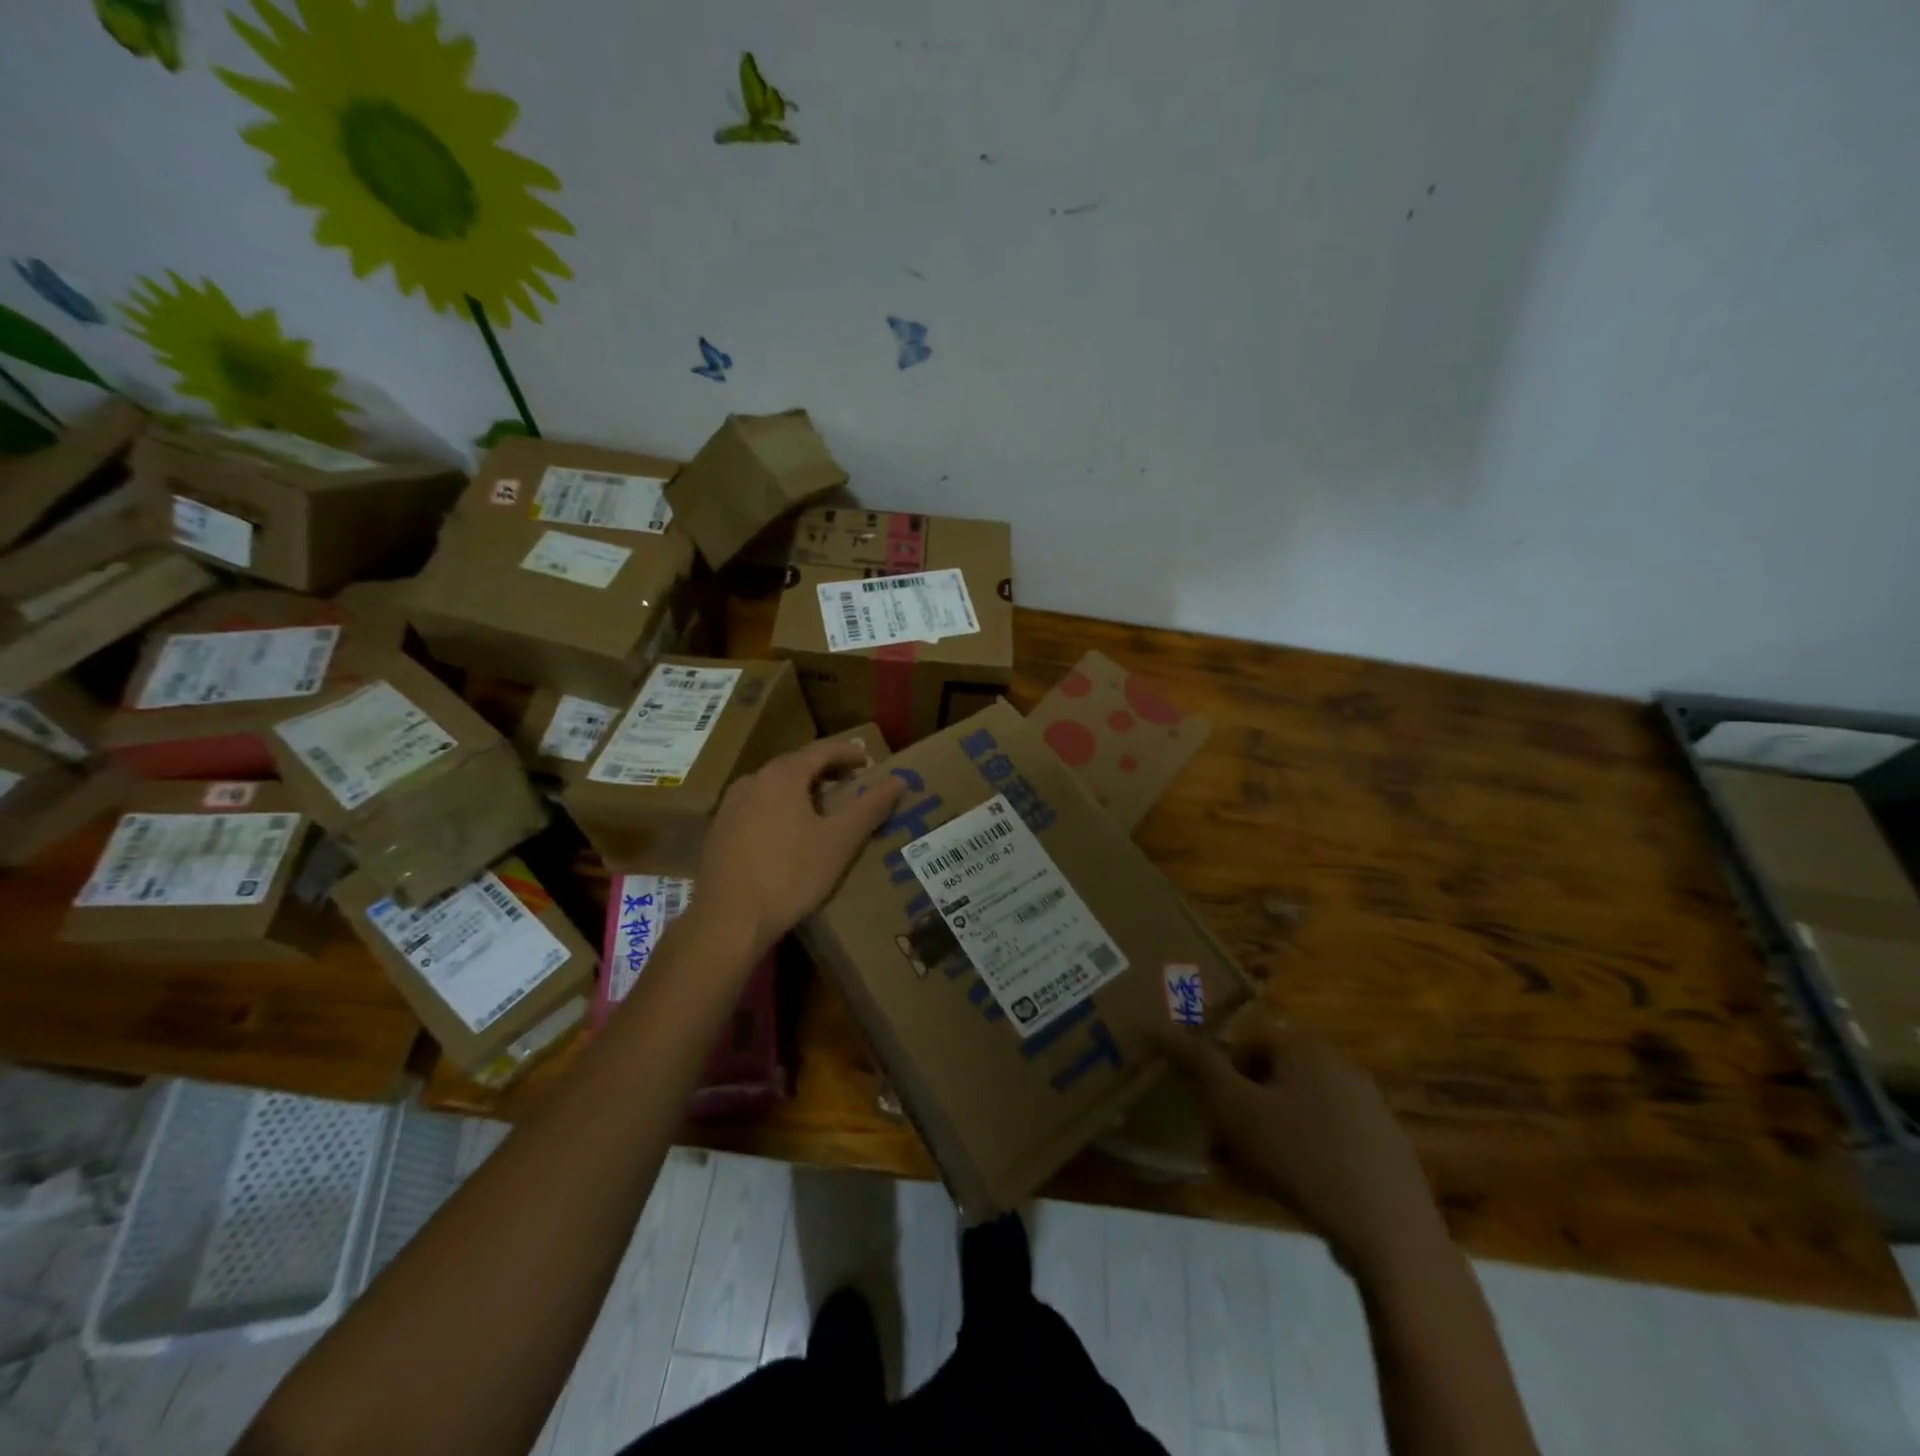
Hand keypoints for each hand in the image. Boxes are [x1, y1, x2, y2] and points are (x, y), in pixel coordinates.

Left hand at [695, 738, 905, 958]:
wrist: (728, 920)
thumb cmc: (790, 875)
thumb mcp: (840, 841)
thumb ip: (870, 807)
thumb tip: (899, 780)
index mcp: (781, 776)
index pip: (821, 750)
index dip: (848, 752)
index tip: (868, 760)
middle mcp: (752, 781)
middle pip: (795, 765)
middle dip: (825, 770)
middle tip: (850, 783)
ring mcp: (730, 806)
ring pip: (774, 786)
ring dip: (801, 789)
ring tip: (823, 807)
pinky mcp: (719, 831)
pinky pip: (757, 806)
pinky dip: (780, 807)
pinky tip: (789, 832)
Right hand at [1158, 1026, 1447, 1275]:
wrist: (1392, 1235)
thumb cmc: (1301, 1159)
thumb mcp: (1234, 1109)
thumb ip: (1197, 1065)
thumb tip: (1158, 1026)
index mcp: (1304, 1048)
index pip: (1246, 1044)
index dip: (1221, 1076)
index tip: (1212, 1114)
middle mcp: (1340, 1066)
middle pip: (1274, 1077)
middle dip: (1246, 1108)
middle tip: (1227, 1147)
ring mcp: (1371, 1108)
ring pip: (1301, 1110)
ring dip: (1273, 1133)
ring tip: (1257, 1175)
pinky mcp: (1388, 1149)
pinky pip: (1332, 1139)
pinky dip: (1309, 1154)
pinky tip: (1300, 1190)